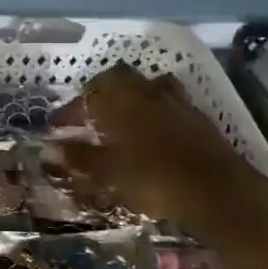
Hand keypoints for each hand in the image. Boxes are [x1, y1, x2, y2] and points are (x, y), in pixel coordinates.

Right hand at [57, 63, 267, 248]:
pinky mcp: (198, 117)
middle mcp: (146, 94)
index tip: (57, 126)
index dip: (69, 110)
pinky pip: (169, 102)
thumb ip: (80, 157)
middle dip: (100, 90)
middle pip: (118, 77)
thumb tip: (50, 147)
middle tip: (90, 111)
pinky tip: (152, 130)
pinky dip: (155, 110)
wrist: (217, 191)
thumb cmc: (154, 179)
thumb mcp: (109, 172)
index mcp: (120, 102)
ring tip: (122, 116)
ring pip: (148, 85)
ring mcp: (176, 102)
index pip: (87, 95)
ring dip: (132, 94)